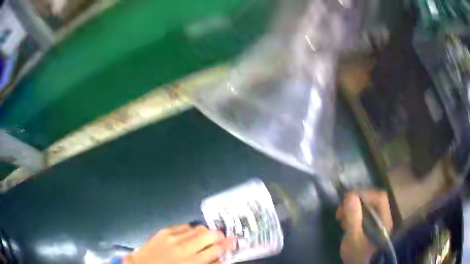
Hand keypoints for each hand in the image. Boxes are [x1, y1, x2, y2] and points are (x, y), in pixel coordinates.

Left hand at [124, 224, 233, 263]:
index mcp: (192, 262)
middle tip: (218, 239)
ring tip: (202, 238)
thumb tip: (220, 257)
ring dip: (203, 232)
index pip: (216, 249)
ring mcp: (173, 237)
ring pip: (197, 227)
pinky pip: (184, 225)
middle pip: (209, 234)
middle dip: (217, 235)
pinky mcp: (164, 230)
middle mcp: (184, 247)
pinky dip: (190, 230)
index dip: (227, 244)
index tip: (233, 240)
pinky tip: (188, 236)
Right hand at [336, 191, 392, 263]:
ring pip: (369, 209)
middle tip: (341, 212)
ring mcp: (379, 224)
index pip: (379, 197)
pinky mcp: (372, 230)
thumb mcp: (353, 237)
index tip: (347, 201)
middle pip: (374, 201)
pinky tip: (346, 225)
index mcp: (384, 219)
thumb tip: (350, 195)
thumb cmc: (358, 255)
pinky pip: (365, 216)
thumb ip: (353, 217)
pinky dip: (355, 217)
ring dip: (354, 210)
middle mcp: (384, 218)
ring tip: (341, 219)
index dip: (364, 194)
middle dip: (356, 203)